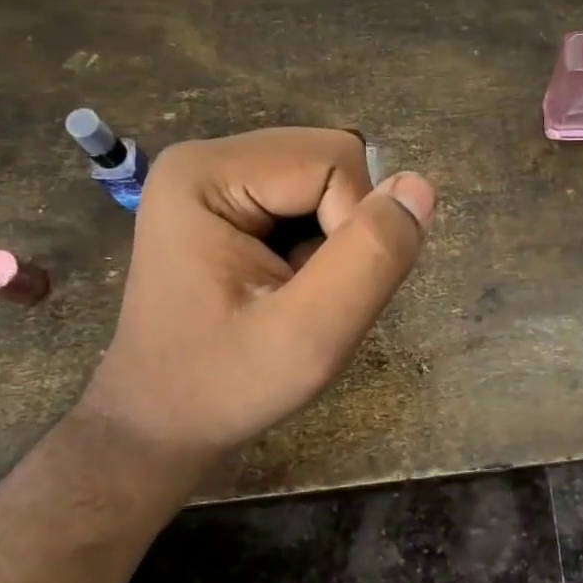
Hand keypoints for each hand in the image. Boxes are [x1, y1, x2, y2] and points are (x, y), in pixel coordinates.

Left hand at [81, 128, 434, 466]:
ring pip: (331, 180)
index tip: (321, 295)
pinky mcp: (232, 203)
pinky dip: (323, 244)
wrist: (162, 423)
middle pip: (333, 161)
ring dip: (338, 241)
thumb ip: (370, 259)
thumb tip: (420, 185)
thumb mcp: (309, 339)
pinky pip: (313, 200)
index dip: (356, 228)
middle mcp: (208, 158)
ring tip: (297, 295)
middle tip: (311, 297)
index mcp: (206, 173)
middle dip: (346, 231)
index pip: (335, 161)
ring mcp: (218, 179)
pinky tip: (290, 286)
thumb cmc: (224, 388)